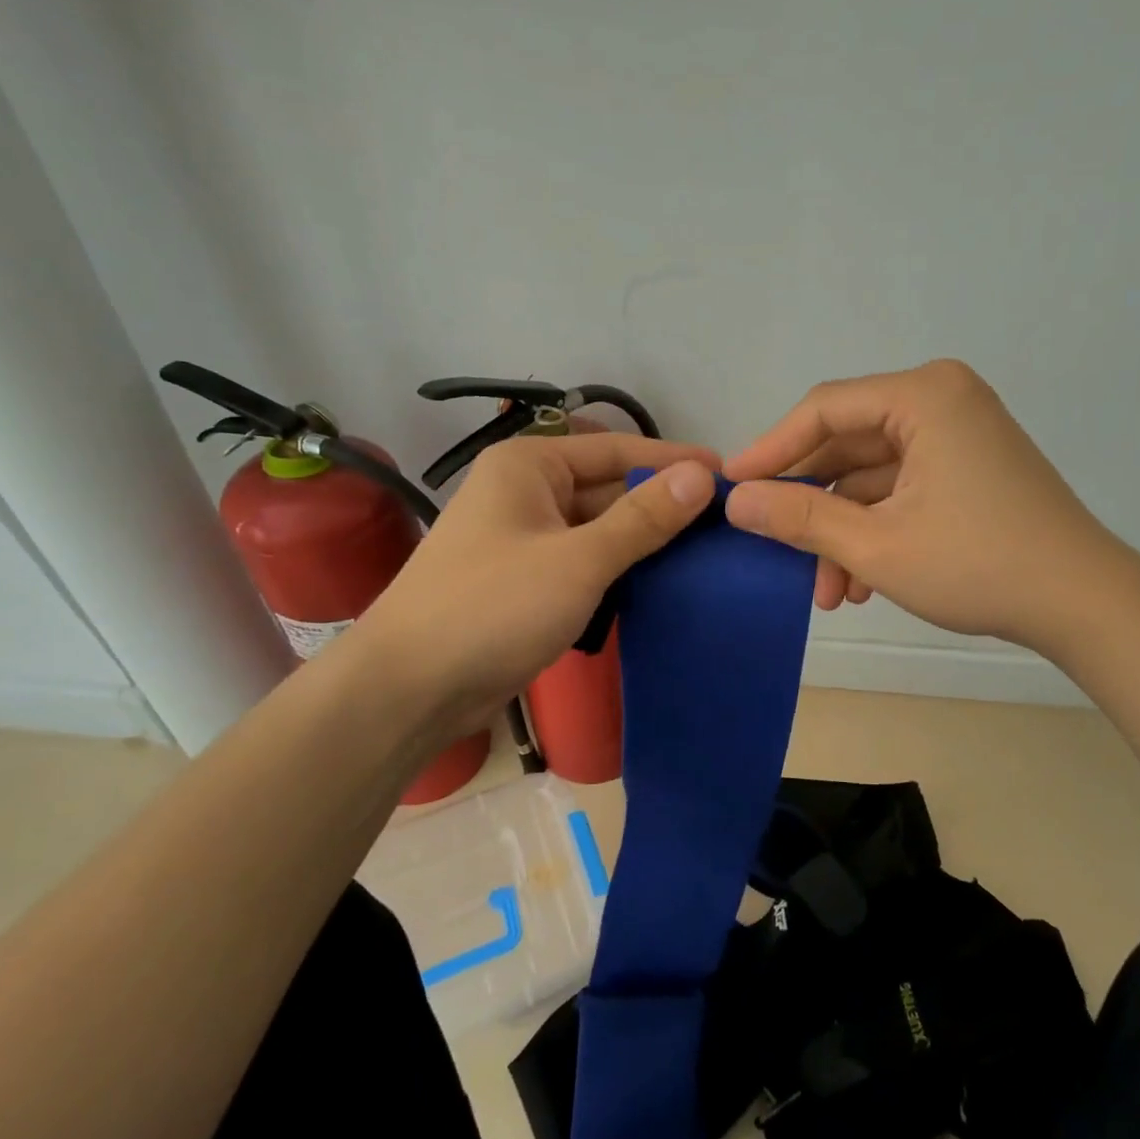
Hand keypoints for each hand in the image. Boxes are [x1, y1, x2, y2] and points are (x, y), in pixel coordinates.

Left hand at [345, 431, 717, 745]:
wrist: (410, 689)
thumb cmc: (493, 607)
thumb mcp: (579, 559)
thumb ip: (644, 518)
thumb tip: (702, 475)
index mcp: (530, 466)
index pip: (618, 450)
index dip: (674, 461)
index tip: (730, 475)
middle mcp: (527, 492)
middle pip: (610, 488)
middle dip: (663, 505)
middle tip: (726, 523)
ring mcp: (525, 539)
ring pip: (600, 529)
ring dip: (645, 541)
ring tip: (707, 552)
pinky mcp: (527, 581)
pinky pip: (586, 562)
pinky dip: (620, 570)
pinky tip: (662, 583)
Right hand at [723, 360, 1110, 652]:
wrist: (1084, 604)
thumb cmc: (978, 564)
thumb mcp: (876, 545)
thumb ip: (801, 517)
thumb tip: (736, 501)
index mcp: (924, 396)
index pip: (825, 409)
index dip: (772, 449)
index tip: (732, 487)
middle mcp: (942, 401)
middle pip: (848, 445)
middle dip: (813, 508)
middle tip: (776, 549)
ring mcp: (959, 435)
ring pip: (873, 477)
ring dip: (844, 533)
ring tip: (829, 594)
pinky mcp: (969, 469)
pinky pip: (903, 490)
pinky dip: (877, 531)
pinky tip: (861, 584)